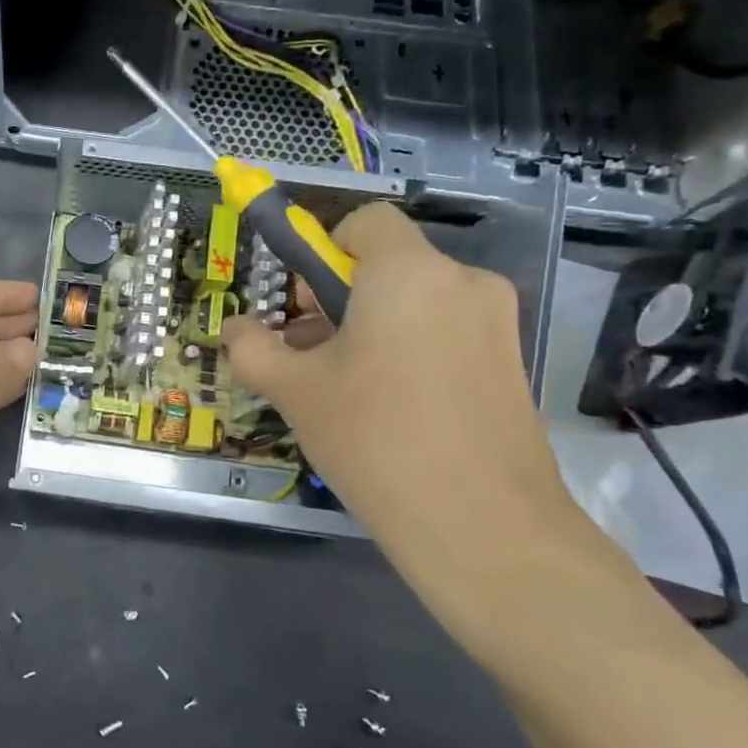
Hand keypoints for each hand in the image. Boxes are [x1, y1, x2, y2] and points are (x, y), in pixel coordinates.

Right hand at [222, 204, 586, 582]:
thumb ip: (253, 348)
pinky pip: (448, 333)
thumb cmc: (374, 438)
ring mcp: (497, 323)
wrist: (482, 525)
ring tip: (348, 389)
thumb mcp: (294, 390)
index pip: (366, 222)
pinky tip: (394, 408)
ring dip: (376, 326)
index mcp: (408, 272)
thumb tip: (235, 329)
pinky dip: (413, 350)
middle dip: (344, 298)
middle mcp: (462, 282)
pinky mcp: (512, 363)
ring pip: (419, 302)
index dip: (326, 249)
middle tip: (314, 354)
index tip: (306, 303)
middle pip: (390, 265)